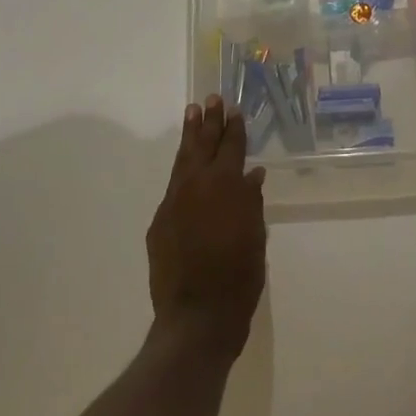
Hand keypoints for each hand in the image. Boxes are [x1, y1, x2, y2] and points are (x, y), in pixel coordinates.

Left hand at [147, 96, 267, 358]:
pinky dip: (181, 171)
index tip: (233, 109)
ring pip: (183, 161)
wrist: (197, 316)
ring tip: (192, 113)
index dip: (234, 128)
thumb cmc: (239, 277)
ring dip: (190, 137)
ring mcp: (174, 203)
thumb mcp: (255, 236)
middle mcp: (196, 186)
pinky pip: (173, 187)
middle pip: (203, 145)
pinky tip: (185, 166)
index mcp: (226, 187)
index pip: (231, 148)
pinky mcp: (160, 222)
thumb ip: (251, 201)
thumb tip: (251, 175)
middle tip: (210, 99)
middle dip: (208, 122)